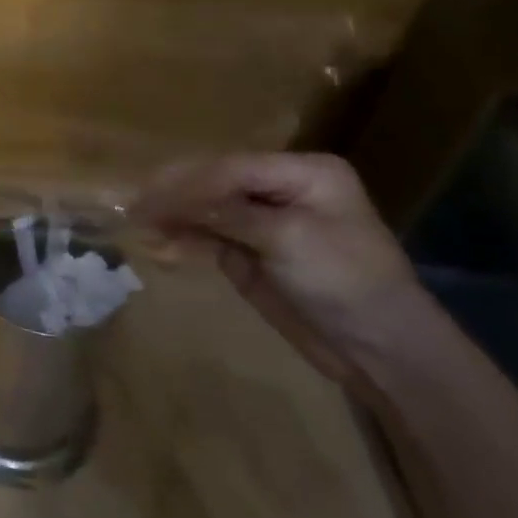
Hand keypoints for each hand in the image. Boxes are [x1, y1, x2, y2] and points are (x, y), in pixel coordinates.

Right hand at [140, 152, 426, 385]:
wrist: (382, 350)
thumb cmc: (346, 280)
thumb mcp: (289, 238)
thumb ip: (229, 212)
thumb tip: (171, 198)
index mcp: (303, 172)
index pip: (232, 167)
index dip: (190, 181)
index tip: (150, 195)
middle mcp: (280, 189)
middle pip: (215, 183)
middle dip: (176, 196)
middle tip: (134, 206)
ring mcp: (264, 222)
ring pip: (206, 209)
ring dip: (174, 218)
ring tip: (140, 227)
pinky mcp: (251, 253)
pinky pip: (209, 237)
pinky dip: (184, 240)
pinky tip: (161, 247)